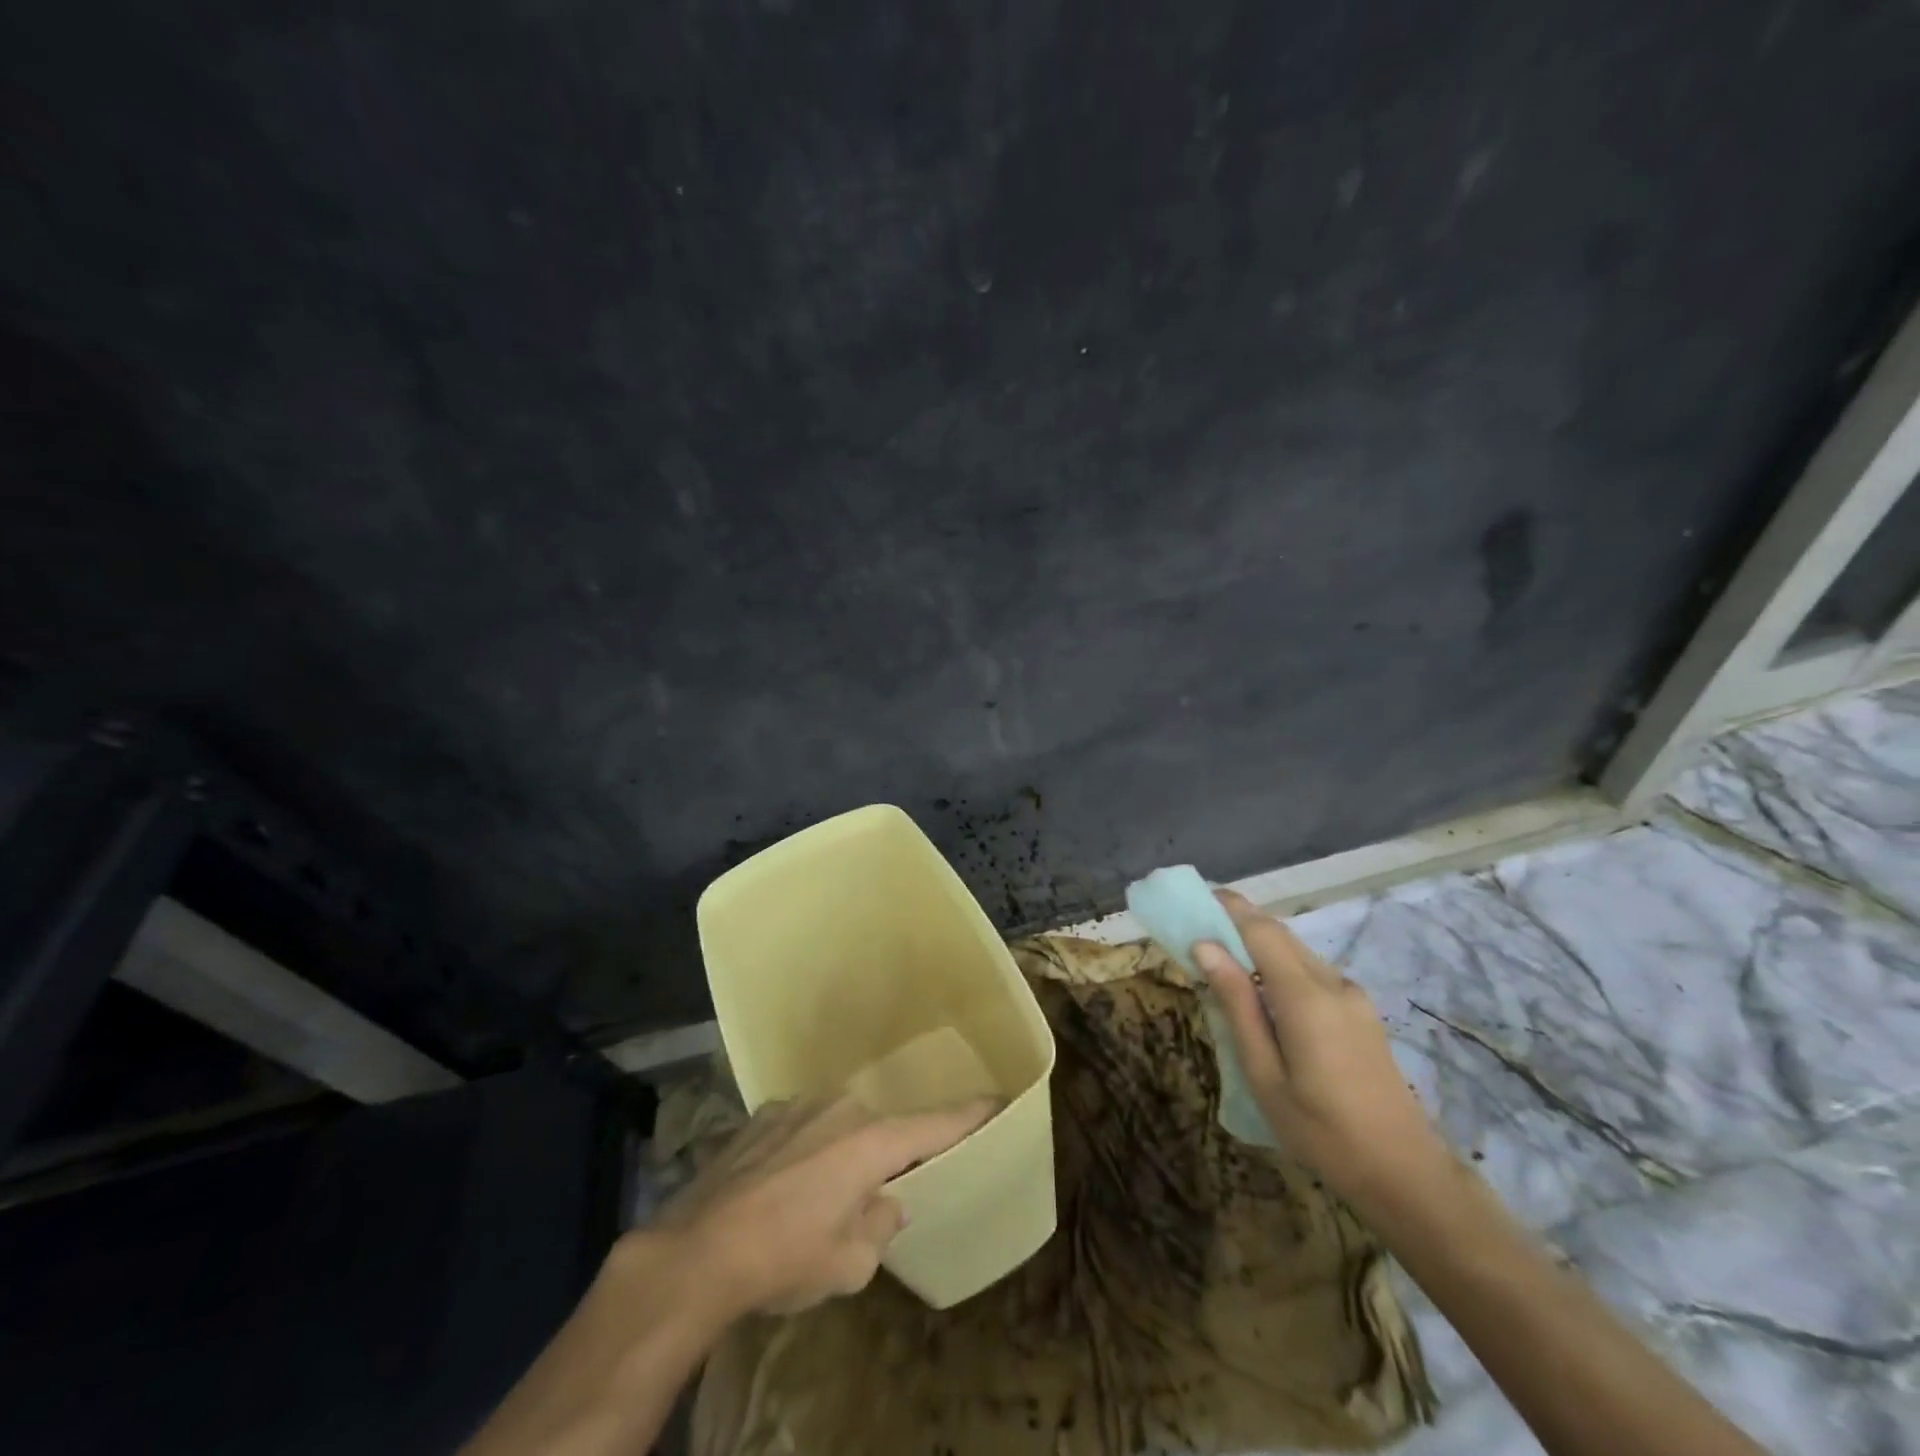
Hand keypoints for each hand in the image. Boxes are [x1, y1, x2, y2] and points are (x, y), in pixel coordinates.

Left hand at [656, 1093, 995, 1316]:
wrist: (698, 1250)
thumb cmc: (786, 1258)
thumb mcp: (850, 1264)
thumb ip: (881, 1225)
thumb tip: (886, 1203)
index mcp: (872, 1140)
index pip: (935, 1125)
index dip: (969, 1115)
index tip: (997, 1099)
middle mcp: (841, 1107)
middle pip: (879, 1130)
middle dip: (882, 1158)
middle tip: (869, 1199)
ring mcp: (798, 1104)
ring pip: (836, 1126)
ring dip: (837, 1154)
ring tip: (813, 1200)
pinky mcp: (762, 1113)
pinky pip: (800, 1127)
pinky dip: (802, 1151)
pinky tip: (778, 1188)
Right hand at [1195, 889, 1449, 1209]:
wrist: (1405, 1174)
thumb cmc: (1321, 1131)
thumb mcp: (1264, 1073)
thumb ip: (1236, 1004)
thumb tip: (1204, 947)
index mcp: (1305, 995)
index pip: (1260, 929)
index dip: (1226, 908)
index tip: (1191, 899)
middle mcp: (1332, 982)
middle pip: (1278, 934)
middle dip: (1236, 923)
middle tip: (1196, 932)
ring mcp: (1351, 995)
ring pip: (1295, 951)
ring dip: (1256, 945)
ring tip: (1221, 964)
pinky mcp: (1360, 1010)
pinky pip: (1310, 972)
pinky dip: (1277, 967)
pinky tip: (1260, 995)